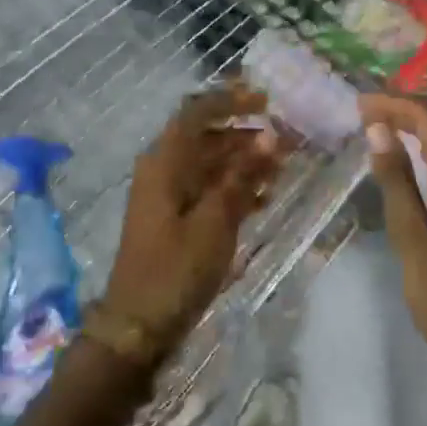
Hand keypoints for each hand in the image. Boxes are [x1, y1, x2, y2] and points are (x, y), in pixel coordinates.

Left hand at [106, 84, 280, 358]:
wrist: (139, 325)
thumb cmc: (176, 268)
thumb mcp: (215, 221)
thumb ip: (242, 176)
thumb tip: (270, 136)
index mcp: (165, 162)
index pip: (197, 112)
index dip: (231, 100)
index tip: (266, 101)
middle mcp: (164, 170)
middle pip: (207, 137)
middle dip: (247, 135)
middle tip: (287, 140)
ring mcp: (168, 195)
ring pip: (211, 164)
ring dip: (245, 162)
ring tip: (283, 169)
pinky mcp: (176, 218)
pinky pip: (208, 189)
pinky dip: (235, 188)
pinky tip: (264, 199)